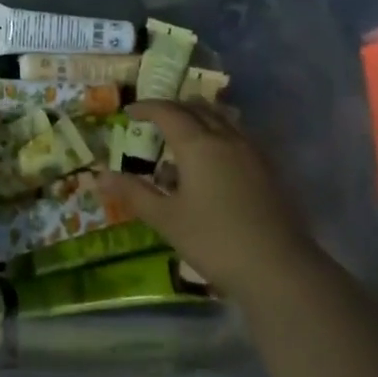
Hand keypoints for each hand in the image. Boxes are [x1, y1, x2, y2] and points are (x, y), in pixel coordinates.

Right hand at [96, 100, 319, 297]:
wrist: (278, 268)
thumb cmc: (214, 240)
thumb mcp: (166, 219)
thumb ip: (133, 193)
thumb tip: (99, 176)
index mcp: (198, 145)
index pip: (168, 112)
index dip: (147, 108)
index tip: (129, 113)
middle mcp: (226, 139)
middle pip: (198, 109)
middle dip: (173, 108)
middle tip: (154, 119)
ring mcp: (252, 153)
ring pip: (223, 119)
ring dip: (199, 117)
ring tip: (184, 132)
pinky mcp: (268, 170)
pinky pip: (238, 136)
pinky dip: (219, 134)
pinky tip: (214, 159)